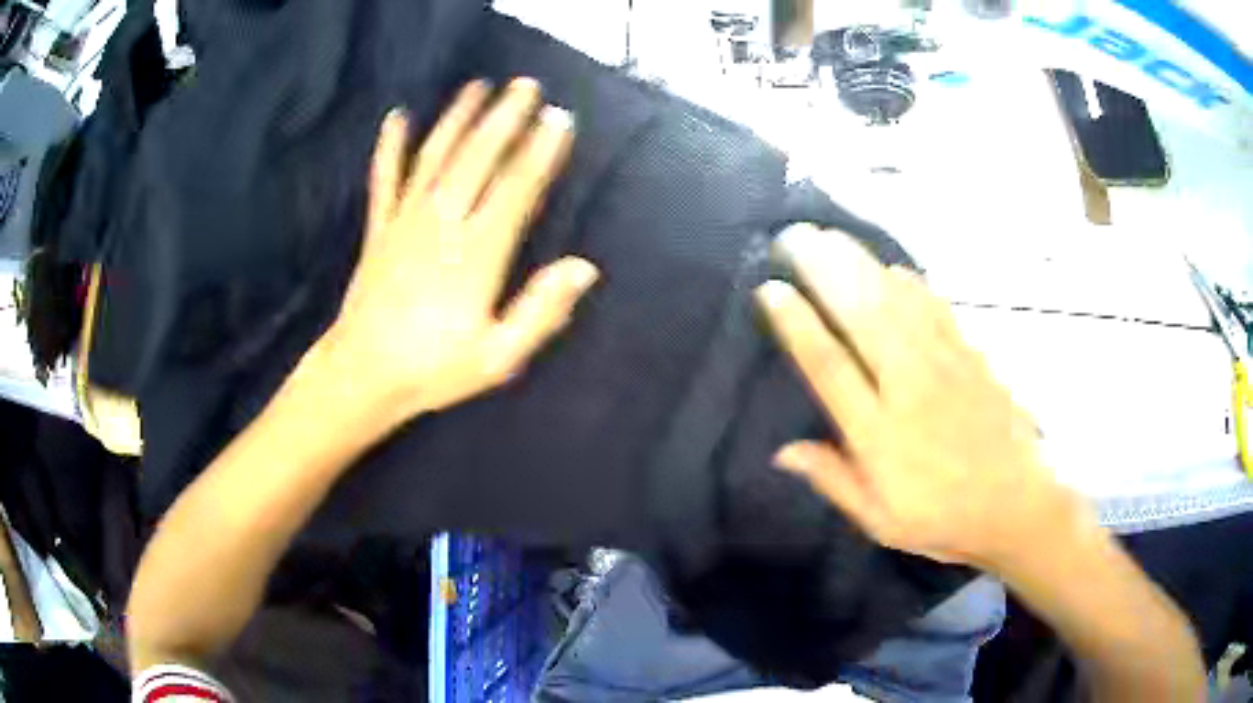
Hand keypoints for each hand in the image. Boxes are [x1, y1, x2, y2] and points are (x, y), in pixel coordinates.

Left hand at [323, 78, 598, 417]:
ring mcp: (406, 221)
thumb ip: (541, 310)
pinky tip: (396, 118)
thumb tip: (584, 268)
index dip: (540, 151)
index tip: (558, 118)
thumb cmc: (434, 369)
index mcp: (477, 253)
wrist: (362, 375)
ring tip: (478, 87)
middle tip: (526, 84)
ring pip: (435, 157)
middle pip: (478, 158)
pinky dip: (390, 146)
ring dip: (458, 118)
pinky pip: (384, 178)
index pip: (517, 188)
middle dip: (505, 117)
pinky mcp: (379, 228)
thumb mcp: (498, 356)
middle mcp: (443, 224)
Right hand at [756, 225, 1076, 568]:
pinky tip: (895, 267)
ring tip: (832, 236)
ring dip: (861, 265)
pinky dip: (913, 284)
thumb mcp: (881, 521)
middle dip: (824, 270)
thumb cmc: (945, 519)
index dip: (797, 324)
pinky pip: (937, 309)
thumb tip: (783, 452)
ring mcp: (945, 366)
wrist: (1018, 505)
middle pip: (862, 316)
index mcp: (880, 434)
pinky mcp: (972, 358)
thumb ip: (835, 481)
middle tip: (795, 236)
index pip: (829, 366)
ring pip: (897, 303)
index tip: (772, 289)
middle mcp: (909, 389)